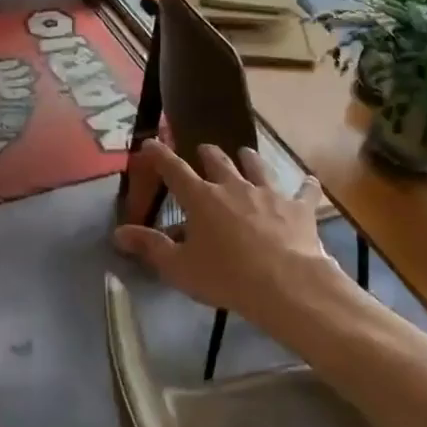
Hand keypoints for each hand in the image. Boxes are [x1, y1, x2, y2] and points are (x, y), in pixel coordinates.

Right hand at [113, 139, 341, 322]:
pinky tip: (309, 181)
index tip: (151, 142)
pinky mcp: (298, 207)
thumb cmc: (225, 277)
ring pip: (257, 166)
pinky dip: (305, 185)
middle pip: (218, 160)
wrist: (285, 284)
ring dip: (249, 159)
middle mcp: (234, 186)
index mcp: (201, 198)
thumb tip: (118, 233)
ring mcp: (269, 193)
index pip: (174, 169)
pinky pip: (304, 190)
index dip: (159, 154)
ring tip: (246, 153)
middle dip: (208, 154)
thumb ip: (149, 246)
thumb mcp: (179, 267)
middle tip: (204, 151)